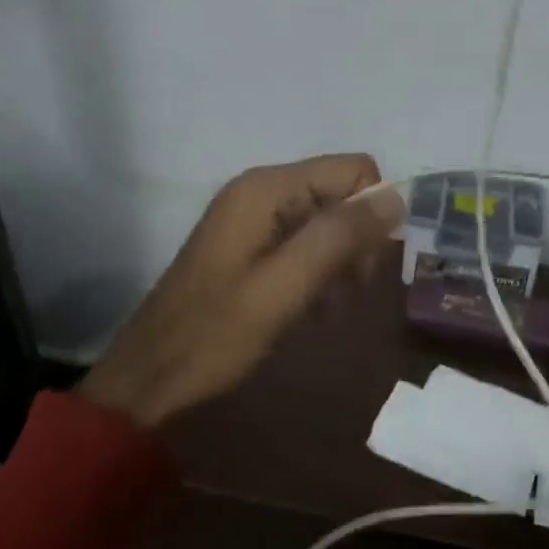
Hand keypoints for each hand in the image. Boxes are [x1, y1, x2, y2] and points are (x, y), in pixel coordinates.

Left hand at [79, 154, 404, 427]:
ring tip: (325, 306)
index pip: (354, 170)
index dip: (371, 213)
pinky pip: (306, 240)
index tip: (363, 267)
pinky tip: (310, 306)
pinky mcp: (250, 242)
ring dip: (340, 261)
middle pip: (342, 193)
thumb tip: (397, 197)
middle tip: (345, 292)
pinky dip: (319, 270)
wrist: (151, 378)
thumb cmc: (216, 334)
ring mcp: (254, 215)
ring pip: (329, 219)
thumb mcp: (284, 287)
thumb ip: (339, 237)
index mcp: (267, 188)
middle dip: (356, 240)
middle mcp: (262, 189)